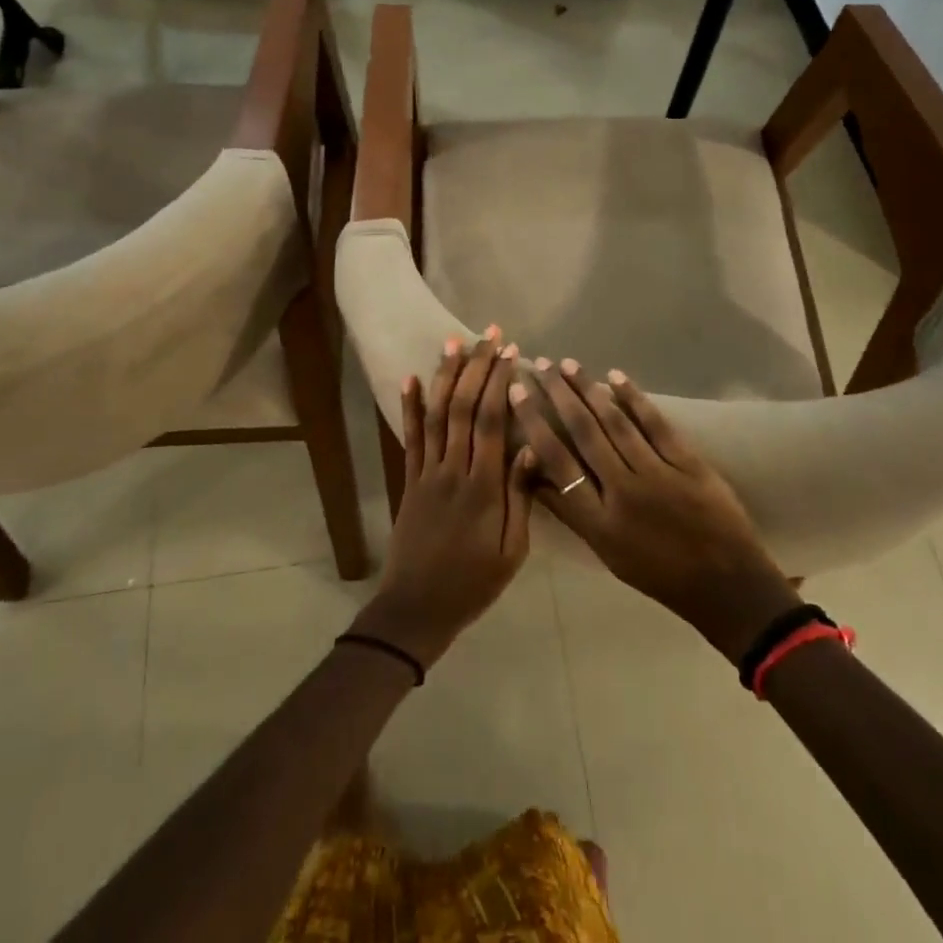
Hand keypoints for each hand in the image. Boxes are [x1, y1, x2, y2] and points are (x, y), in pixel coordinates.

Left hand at [354, 333, 535, 669]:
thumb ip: (521, 495)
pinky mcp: (409, 480)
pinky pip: (410, 437)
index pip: (490, 421)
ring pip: (436, 414)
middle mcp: (452, 469)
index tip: (511, 352)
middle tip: (489, 334)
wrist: (417, 608)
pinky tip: (411, 378)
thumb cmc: (474, 582)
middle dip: (477, 367)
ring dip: (445, 375)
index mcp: (483, 486)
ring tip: (453, 342)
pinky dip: (410, 406)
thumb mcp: (512, 549)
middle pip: (463, 407)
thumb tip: (533, 444)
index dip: (499, 382)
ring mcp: (426, 472)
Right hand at [513, 360, 797, 663]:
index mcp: (599, 521)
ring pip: (615, 423)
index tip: (517, 393)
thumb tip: (536, 473)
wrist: (726, 585)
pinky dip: (634, 399)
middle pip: (583, 433)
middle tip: (542, 365)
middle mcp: (623, 492)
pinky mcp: (688, 463)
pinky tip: (616, 377)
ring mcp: (658, 474)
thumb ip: (572, 512)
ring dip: (589, 390)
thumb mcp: (607, 552)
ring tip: (569, 365)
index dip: (534, 424)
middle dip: (558, 396)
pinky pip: (655, 425)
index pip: (557, 462)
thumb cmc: (659, 574)